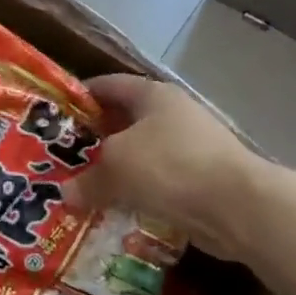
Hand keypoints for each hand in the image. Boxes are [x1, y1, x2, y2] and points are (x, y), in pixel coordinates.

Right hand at [65, 74, 269, 260]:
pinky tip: (116, 209)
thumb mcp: (115, 167)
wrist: (239, 207)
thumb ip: (86, 179)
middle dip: (95, 139)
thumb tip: (65, 193)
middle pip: (124, 121)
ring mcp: (191, 148)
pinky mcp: (202, 180)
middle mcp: (173, 115)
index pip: (108, 85)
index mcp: (152, 95)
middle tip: (65, 156)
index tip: (56, 114)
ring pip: (141, 155)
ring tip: (85, 186)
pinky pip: (158, 183)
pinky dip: (138, 194)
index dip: (80, 96)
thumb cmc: (169, 166)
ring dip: (116, 171)